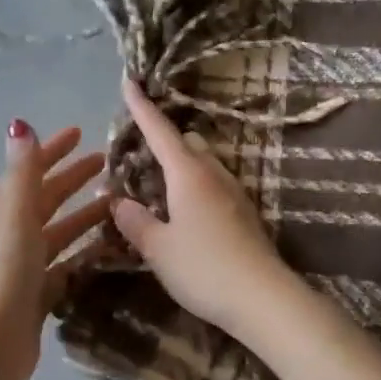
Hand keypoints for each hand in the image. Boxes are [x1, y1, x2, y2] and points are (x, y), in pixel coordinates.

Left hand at [0, 120, 110, 379]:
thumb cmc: (3, 268)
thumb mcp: (14, 211)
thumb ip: (23, 170)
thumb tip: (19, 125)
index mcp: (1, 211)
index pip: (29, 171)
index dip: (53, 150)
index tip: (80, 133)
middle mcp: (10, 235)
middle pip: (45, 200)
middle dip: (72, 179)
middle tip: (107, 165)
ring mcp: (23, 267)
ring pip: (59, 233)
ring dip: (84, 217)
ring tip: (118, 206)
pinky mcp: (37, 296)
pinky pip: (67, 267)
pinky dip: (86, 255)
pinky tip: (110, 251)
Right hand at [111, 75, 298, 338]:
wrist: (263, 297)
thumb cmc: (203, 268)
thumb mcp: (158, 248)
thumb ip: (134, 221)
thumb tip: (117, 201)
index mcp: (188, 174)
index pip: (160, 131)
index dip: (142, 107)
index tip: (130, 82)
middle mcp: (214, 174)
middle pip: (186, 143)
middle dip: (163, 141)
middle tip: (138, 155)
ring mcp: (234, 192)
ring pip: (203, 164)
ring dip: (181, 165)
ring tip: (158, 186)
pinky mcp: (245, 213)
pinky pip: (213, 185)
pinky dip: (194, 186)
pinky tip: (184, 211)